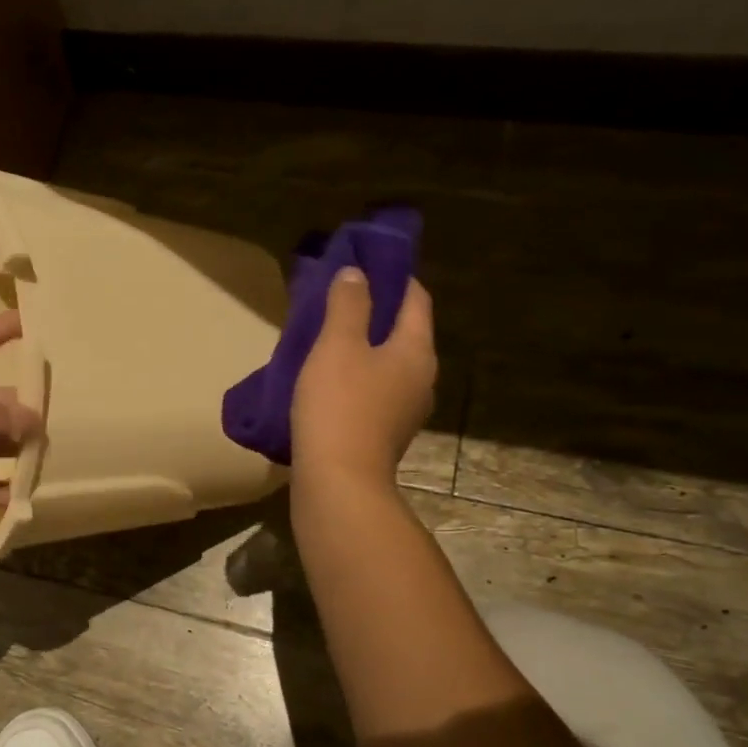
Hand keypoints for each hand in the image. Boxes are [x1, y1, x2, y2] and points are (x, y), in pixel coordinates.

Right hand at [292, 269, 436, 487]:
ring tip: (328, 339)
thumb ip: (348, 305)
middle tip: (338, 300)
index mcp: (416, 351)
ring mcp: (404, 411)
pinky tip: (327, 381)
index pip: (416, 299)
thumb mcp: (338, 345)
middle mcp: (421, 379)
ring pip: (387, 365)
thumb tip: (357, 274)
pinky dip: (356, 378)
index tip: (365, 264)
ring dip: (363, 348)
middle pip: (403, 333)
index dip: (394, 277)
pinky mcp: (383, 434)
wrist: (338, 482)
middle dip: (375, 313)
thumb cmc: (340, 406)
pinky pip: (374, 392)